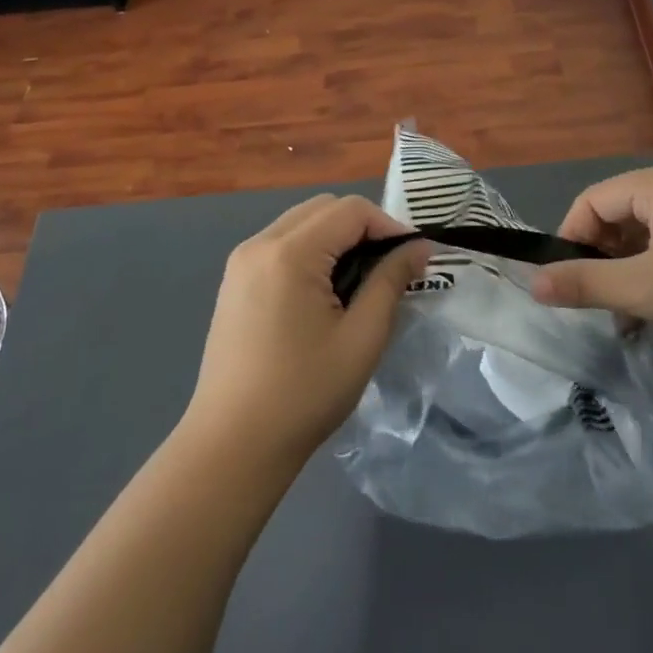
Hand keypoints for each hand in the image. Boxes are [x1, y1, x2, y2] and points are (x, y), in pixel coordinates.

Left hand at [185, 194, 430, 469]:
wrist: (233, 444)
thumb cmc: (304, 393)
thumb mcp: (361, 338)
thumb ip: (390, 282)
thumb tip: (420, 247)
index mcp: (289, 253)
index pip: (350, 210)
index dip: (389, 226)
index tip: (414, 259)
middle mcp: (259, 244)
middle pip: (323, 207)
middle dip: (363, 227)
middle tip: (389, 268)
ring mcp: (241, 261)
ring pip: (300, 222)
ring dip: (336, 238)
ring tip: (361, 281)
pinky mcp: (234, 281)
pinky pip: (281, 244)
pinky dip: (311, 251)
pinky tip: (325, 292)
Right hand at [530, 163, 652, 350]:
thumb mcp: (647, 289)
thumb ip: (586, 284)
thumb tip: (532, 283)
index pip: (593, 201)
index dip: (571, 239)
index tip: (564, 281)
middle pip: (618, 218)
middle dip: (601, 261)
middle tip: (596, 303)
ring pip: (645, 240)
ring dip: (627, 276)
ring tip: (626, 319)